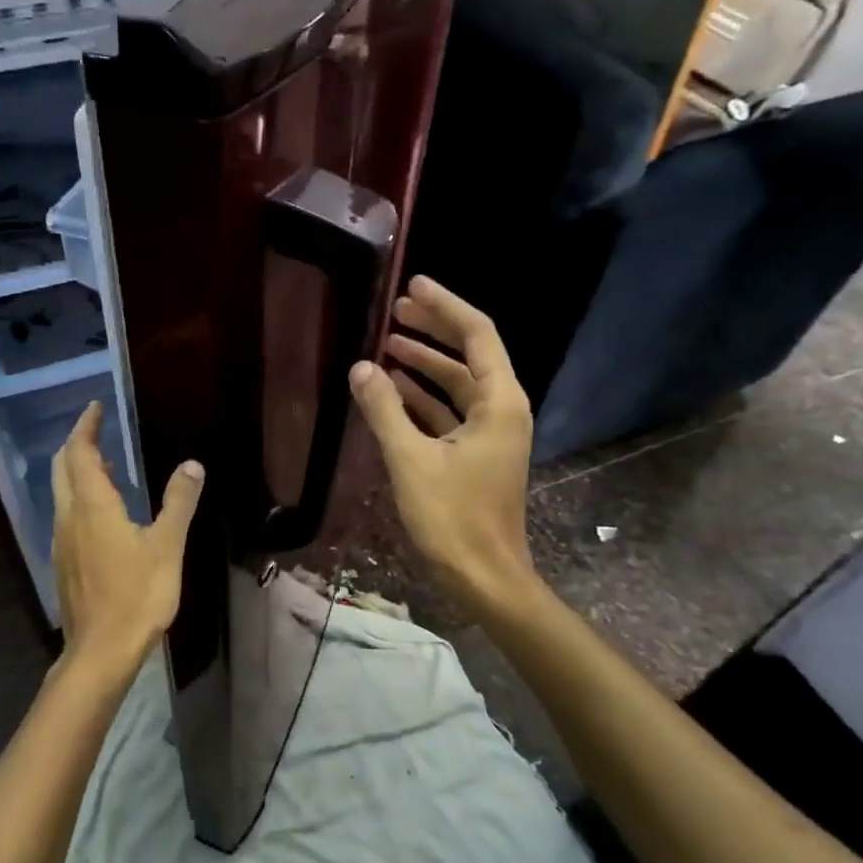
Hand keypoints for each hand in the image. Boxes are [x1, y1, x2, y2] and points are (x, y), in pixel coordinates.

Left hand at [50, 402, 203, 687]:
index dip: (86, 427)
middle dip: (77, 444)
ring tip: (107, 466)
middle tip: (98, 430)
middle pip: (62, 468)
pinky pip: (66, 516)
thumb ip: (179, 502)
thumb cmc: (137, 595)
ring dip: (78, 472)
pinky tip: (103, 514)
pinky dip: (80, 498)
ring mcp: (61, 541)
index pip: (80, 452)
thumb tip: (192, 465)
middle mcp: (68, 517)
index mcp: (92, 506)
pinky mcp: (63, 563)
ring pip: (62, 493)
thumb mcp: (167, 546)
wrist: (100, 651)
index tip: (95, 408)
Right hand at [348, 276, 535, 603]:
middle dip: (433, 330)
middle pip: (469, 354)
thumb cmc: (453, 518)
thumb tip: (361, 367)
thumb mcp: (411, 460)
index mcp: (499, 402)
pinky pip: (450, 411)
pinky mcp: (476, 454)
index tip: (413, 285)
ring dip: (424, 365)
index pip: (476, 335)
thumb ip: (384, 409)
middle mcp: (502, 409)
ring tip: (387, 346)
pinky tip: (393, 392)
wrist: (484, 577)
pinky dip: (423, 398)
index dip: (445, 306)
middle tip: (395, 309)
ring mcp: (491, 433)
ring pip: (457, 384)